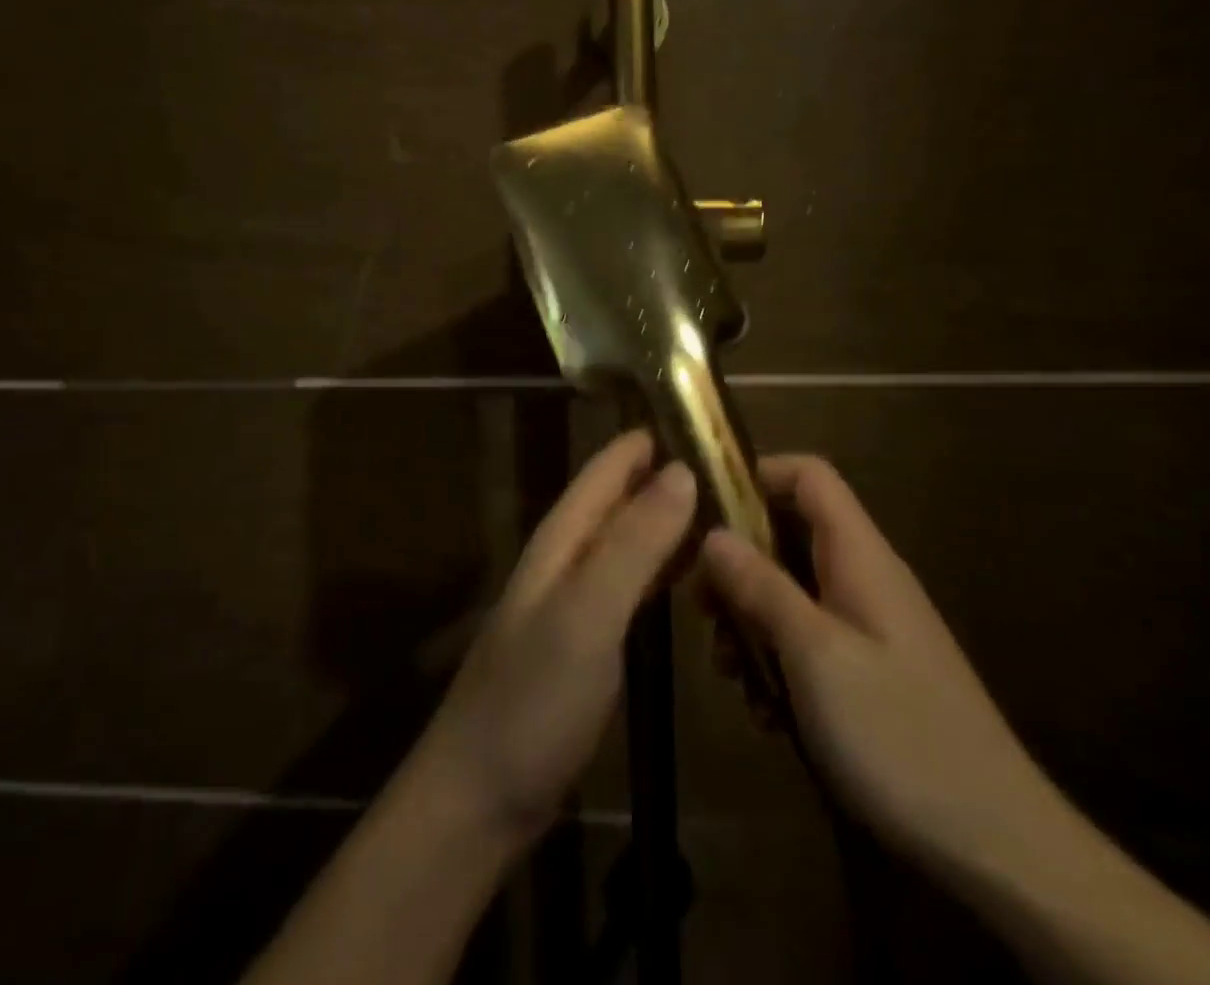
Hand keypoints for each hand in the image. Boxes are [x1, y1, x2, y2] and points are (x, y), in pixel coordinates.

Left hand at [407, 429, 696, 849]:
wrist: (482, 794)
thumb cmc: (535, 696)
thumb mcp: (589, 612)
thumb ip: (633, 542)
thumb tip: (681, 471)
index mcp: (561, 540)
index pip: (605, 470)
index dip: (645, 441)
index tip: (697, 417)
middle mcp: (566, 560)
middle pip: (617, 502)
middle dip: (663, 476)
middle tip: (727, 465)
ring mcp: (574, 603)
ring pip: (625, 542)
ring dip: (666, 521)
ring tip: (720, 509)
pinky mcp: (586, 643)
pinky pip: (630, 586)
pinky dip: (661, 569)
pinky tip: (689, 576)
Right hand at [701, 455, 1072, 883]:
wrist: (998, 846)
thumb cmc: (898, 734)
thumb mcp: (814, 655)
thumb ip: (762, 586)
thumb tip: (714, 534)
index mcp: (860, 556)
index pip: (808, 475)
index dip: (756, 475)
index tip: (705, 511)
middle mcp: (865, 578)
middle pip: (789, 534)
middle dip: (738, 564)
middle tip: (704, 610)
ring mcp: (870, 627)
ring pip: (792, 591)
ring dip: (752, 621)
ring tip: (730, 672)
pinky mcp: (870, 672)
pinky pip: (809, 640)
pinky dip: (778, 661)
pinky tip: (766, 712)